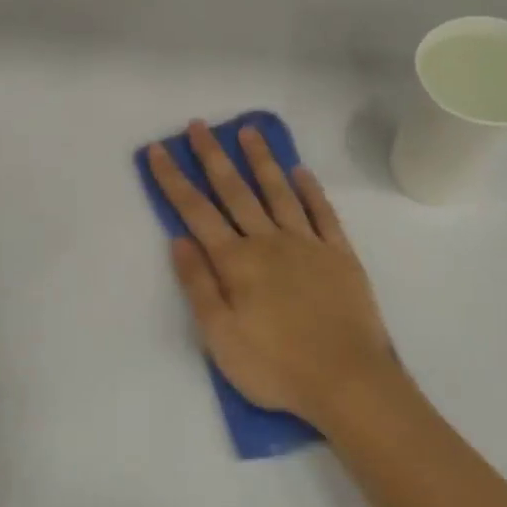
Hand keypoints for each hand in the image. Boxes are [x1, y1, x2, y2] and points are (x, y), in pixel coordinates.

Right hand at [147, 121, 408, 431]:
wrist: (347, 380)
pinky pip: (323, 213)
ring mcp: (308, 244)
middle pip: (236, 191)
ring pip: (279, 192)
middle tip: (199, 125)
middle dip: (213, 157)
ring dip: (261, 160)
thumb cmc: (275, 366)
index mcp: (237, 262)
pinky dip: (311, 190)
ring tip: (249, 131)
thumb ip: (199, 285)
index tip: (158, 150)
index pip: (197, 212)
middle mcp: (269, 242)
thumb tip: (179, 240)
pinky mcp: (340, 255)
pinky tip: (301, 172)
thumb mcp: (220, 337)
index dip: (174, 180)